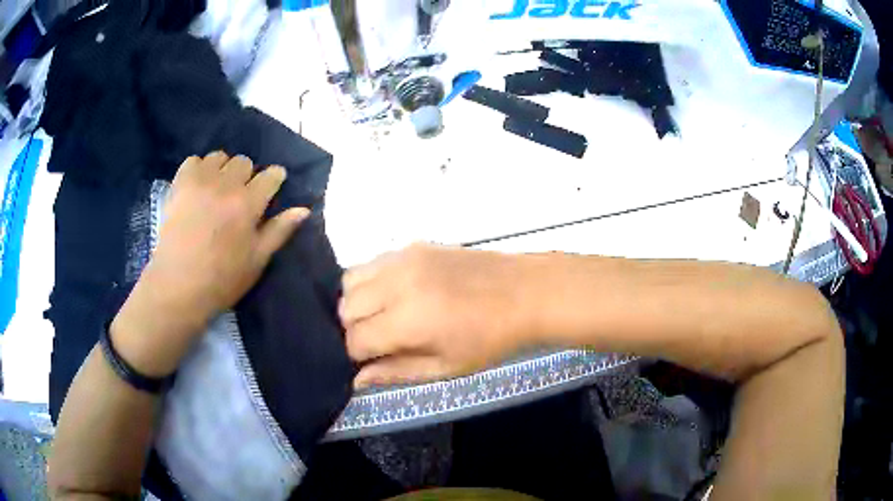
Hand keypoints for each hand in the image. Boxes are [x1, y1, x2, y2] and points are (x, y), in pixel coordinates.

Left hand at [113, 152, 307, 375]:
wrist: (178, 286)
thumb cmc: (222, 279)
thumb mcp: (257, 260)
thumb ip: (279, 231)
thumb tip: (304, 209)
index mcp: (249, 203)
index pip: (271, 175)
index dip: (274, 179)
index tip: (270, 189)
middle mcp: (226, 184)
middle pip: (244, 161)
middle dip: (246, 175)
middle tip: (239, 196)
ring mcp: (200, 181)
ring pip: (219, 157)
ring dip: (222, 169)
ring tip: (216, 189)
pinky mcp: (179, 184)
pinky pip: (194, 160)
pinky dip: (198, 169)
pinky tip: (197, 187)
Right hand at [340, 244, 535, 387]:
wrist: (526, 293)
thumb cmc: (491, 340)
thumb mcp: (445, 367)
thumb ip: (396, 372)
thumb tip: (357, 378)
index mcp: (407, 320)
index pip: (355, 339)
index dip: (357, 357)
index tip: (371, 362)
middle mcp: (397, 284)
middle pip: (346, 307)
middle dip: (353, 330)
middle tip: (377, 342)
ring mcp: (404, 258)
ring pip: (351, 279)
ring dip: (357, 302)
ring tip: (381, 316)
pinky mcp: (413, 245)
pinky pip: (373, 262)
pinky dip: (371, 281)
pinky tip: (394, 294)